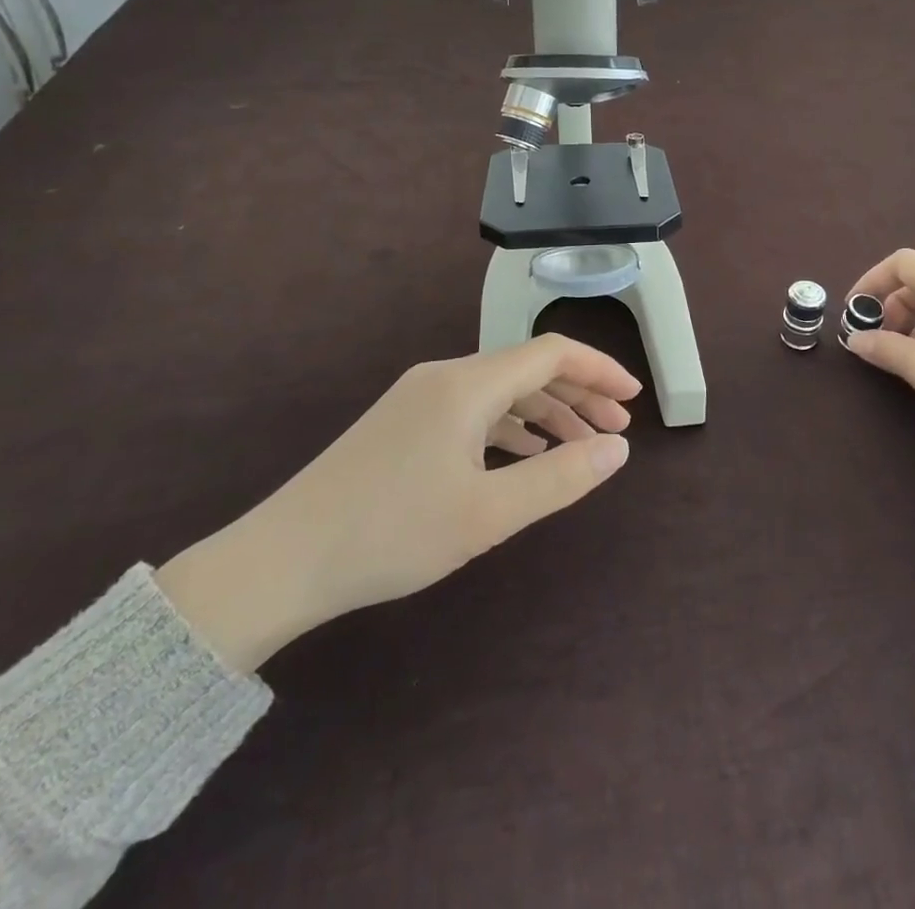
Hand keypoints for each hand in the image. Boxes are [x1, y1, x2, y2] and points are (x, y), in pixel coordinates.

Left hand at [156, 336, 639, 671]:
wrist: (281, 561)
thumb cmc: (391, 534)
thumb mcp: (487, 514)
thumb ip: (560, 478)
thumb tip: (618, 450)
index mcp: (468, 385)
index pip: (551, 353)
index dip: (599, 369)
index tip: (633, 400)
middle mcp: (445, 377)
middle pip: (528, 369)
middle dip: (578, 394)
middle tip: (616, 430)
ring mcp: (420, 399)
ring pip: (501, 392)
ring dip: (545, 414)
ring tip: (579, 448)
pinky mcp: (404, 424)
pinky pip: (474, 412)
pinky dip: (510, 429)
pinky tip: (524, 459)